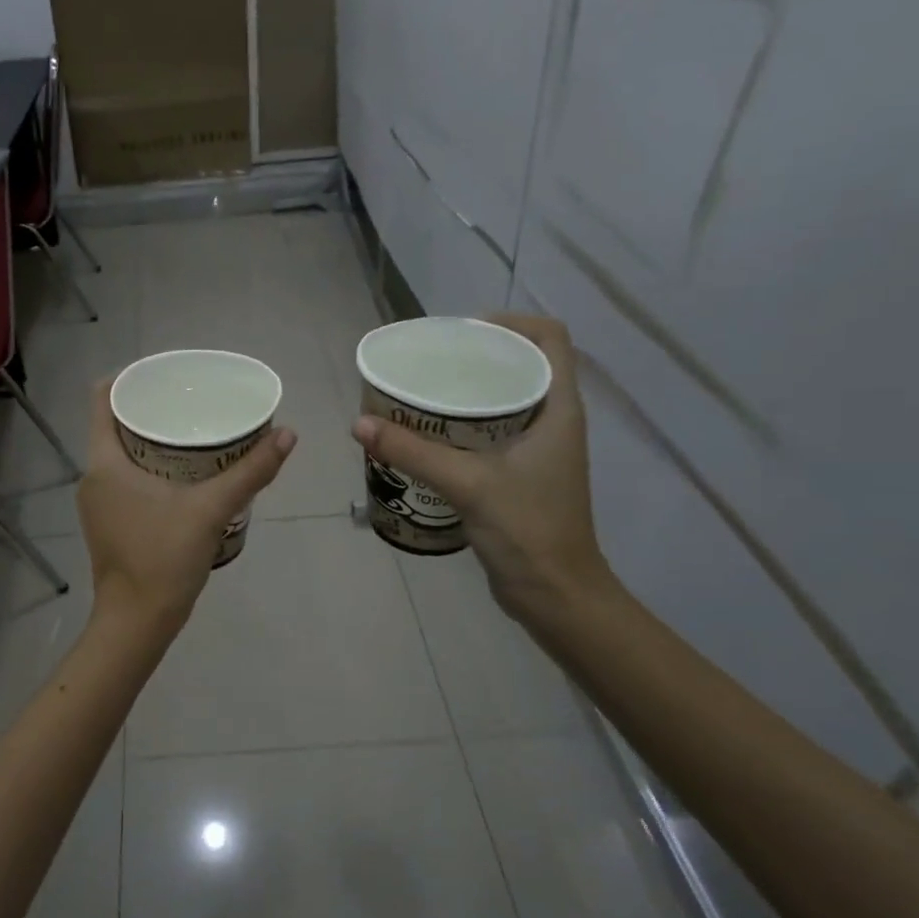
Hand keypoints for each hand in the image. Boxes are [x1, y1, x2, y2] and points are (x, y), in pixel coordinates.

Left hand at [79, 379, 296, 632]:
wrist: (136, 623)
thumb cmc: (163, 559)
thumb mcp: (211, 510)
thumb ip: (250, 472)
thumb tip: (287, 434)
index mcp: (104, 463)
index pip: (102, 400)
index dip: (128, 378)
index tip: (164, 373)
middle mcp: (93, 477)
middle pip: (114, 425)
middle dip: (150, 408)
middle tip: (189, 400)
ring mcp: (98, 503)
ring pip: (120, 454)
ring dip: (150, 439)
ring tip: (190, 430)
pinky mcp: (109, 523)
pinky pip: (124, 478)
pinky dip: (149, 466)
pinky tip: (183, 472)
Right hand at [352, 314, 612, 624]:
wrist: (555, 594)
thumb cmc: (527, 530)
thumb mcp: (467, 483)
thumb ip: (413, 451)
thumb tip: (360, 424)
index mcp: (559, 409)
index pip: (550, 339)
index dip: (511, 322)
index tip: (462, 331)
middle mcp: (554, 422)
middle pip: (521, 366)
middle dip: (478, 356)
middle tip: (430, 362)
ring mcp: (539, 450)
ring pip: (505, 401)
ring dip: (468, 392)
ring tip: (422, 392)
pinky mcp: (520, 475)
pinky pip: (491, 433)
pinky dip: (462, 425)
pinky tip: (428, 435)